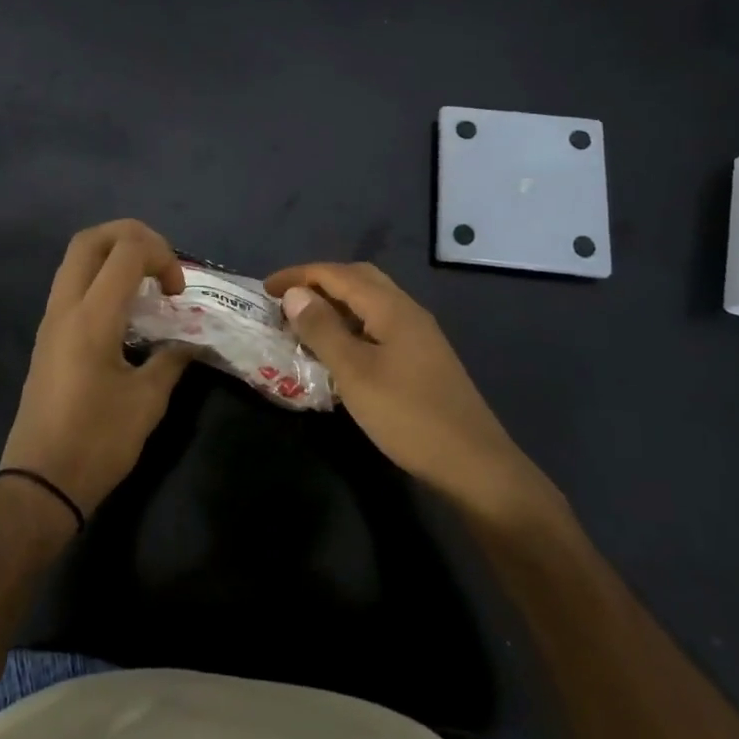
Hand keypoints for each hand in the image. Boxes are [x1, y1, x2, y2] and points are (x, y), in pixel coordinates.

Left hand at [2, 220, 192, 518]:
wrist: (40, 483)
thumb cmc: (97, 442)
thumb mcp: (147, 401)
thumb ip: (172, 359)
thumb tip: (189, 342)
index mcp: (91, 317)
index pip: (126, 251)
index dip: (162, 256)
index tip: (178, 292)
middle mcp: (65, 307)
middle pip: (90, 240)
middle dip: (132, 236)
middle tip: (161, 263)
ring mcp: (51, 320)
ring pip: (76, 259)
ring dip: (114, 255)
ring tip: (146, 283)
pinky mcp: (47, 336)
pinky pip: (72, 283)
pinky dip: (101, 277)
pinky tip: (125, 310)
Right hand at [264, 261, 570, 532]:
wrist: (473, 464)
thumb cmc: (408, 415)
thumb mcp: (355, 372)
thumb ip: (323, 329)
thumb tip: (295, 294)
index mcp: (391, 307)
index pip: (338, 274)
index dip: (299, 276)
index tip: (265, 290)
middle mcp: (407, 311)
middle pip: (358, 280)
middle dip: (318, 283)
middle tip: (285, 302)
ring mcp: (418, 335)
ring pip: (369, 304)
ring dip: (335, 306)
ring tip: (303, 325)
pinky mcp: (422, 359)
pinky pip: (378, 326)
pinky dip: (351, 328)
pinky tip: (337, 353)